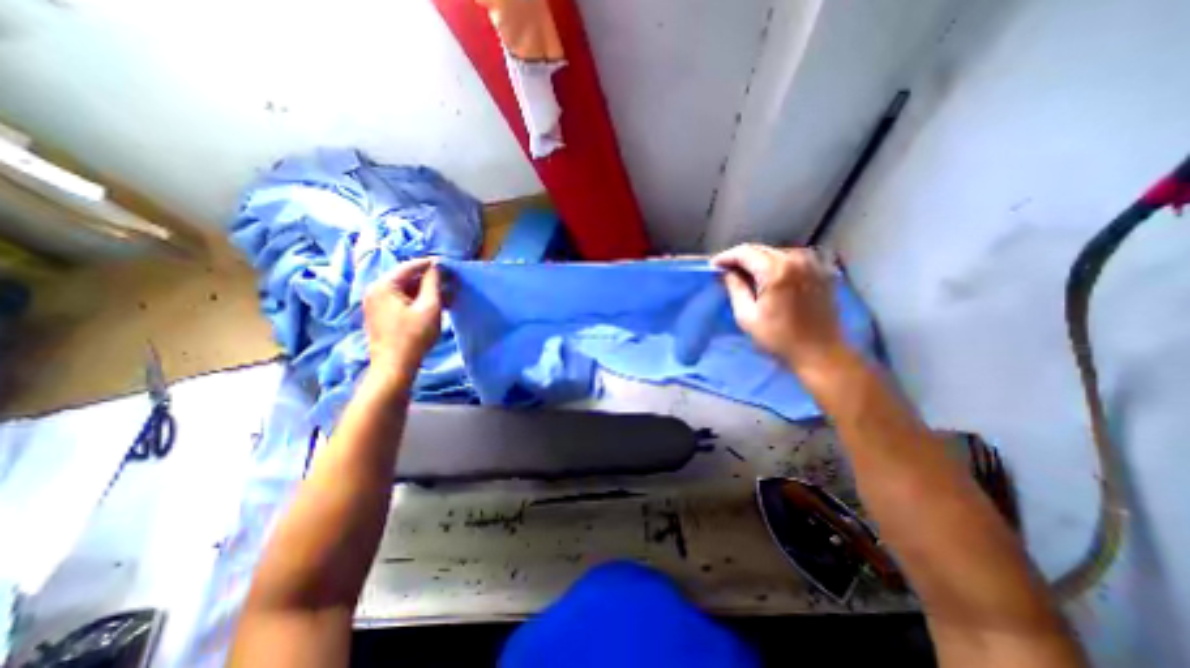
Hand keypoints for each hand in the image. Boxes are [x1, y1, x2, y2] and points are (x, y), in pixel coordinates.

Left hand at [363, 256, 441, 380]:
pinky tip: (434, 305)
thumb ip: (433, 283)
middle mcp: (375, 290)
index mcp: (384, 285)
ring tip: (447, 295)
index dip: (430, 264)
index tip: (449, 265)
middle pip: (406, 277)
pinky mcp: (381, 315)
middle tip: (450, 282)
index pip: (410, 266)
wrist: (394, 366)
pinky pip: (401, 300)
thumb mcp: (429, 307)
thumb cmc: (414, 336)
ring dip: (425, 291)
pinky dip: (417, 300)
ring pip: (405, 290)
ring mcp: (376, 303)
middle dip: (429, 279)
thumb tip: (436, 267)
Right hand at [711, 242, 850, 373]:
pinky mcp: (822, 271)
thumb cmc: (779, 339)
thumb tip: (728, 273)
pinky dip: (776, 265)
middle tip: (726, 272)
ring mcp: (813, 263)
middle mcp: (797, 259)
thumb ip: (735, 288)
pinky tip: (769, 279)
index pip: (745, 252)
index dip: (726, 257)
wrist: (820, 354)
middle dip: (741, 258)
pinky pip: (792, 260)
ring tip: (746, 276)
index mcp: (777, 270)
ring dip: (758, 261)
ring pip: (776, 253)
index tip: (714, 267)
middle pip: (761, 249)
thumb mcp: (747, 316)